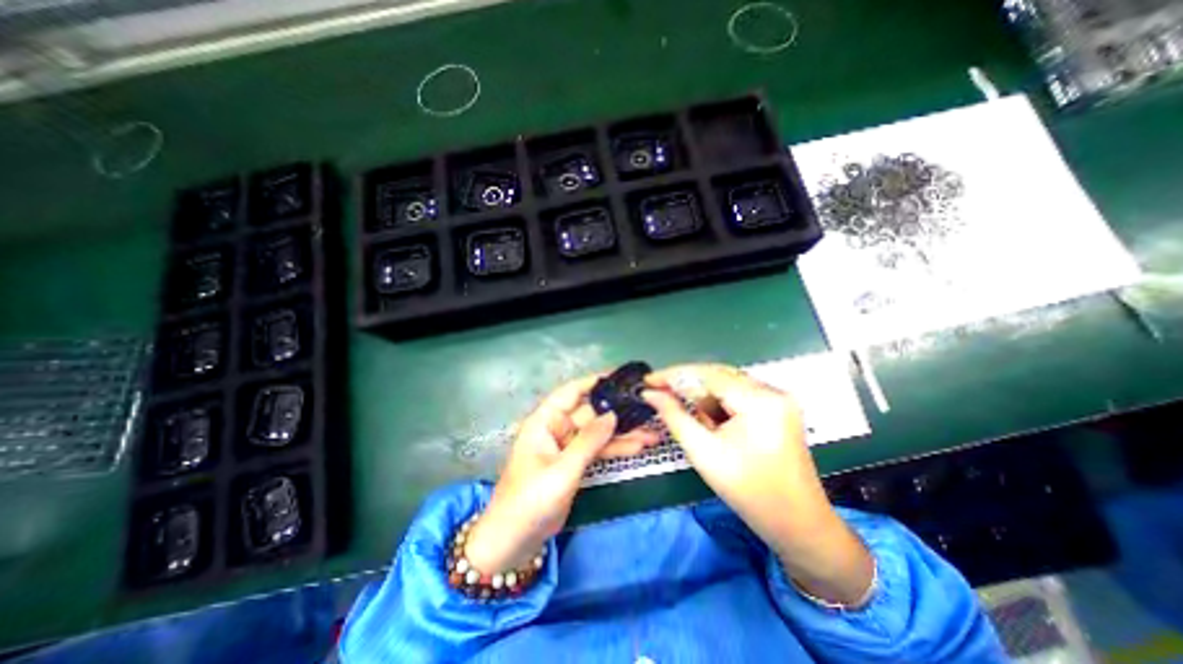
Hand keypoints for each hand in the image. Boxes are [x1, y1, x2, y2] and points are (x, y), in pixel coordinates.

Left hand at [465, 377, 660, 573]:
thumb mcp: (562, 470)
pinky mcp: (576, 464)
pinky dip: (617, 448)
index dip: (595, 381)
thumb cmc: (531, 499)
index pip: (572, 392)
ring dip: (623, 432)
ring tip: (652, 430)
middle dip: (618, 411)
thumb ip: (589, 441)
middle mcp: (557, 428)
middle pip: (591, 412)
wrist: (515, 541)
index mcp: (545, 421)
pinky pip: (598, 450)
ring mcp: (568, 447)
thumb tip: (613, 415)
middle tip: (647, 406)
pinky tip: (639, 445)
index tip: (621, 377)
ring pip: (599, 432)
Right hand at [645, 363, 870, 606]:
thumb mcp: (704, 453)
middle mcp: (772, 390)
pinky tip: (713, 426)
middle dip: (687, 387)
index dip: (673, 375)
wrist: (798, 526)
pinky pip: (738, 395)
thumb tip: (650, 394)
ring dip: (704, 399)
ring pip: (726, 385)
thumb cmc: (749, 493)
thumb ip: (674, 416)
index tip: (648, 381)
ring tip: (697, 425)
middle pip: (717, 375)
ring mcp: (778, 398)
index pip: (707, 374)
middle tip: (658, 395)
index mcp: (759, 400)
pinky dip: (719, 406)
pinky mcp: (777, 407)